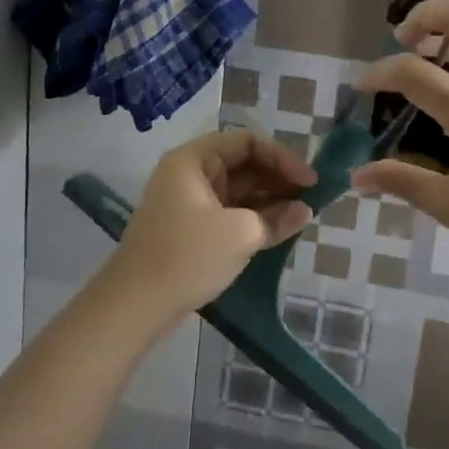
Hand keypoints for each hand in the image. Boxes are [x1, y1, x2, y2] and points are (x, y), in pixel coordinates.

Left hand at [103, 130, 315, 325]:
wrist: (135, 306)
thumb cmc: (187, 256)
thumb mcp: (240, 233)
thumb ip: (277, 218)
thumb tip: (305, 211)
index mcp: (194, 160)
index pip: (247, 142)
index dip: (282, 157)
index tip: (310, 181)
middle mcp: (191, 175)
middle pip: (244, 165)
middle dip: (279, 179)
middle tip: (313, 198)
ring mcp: (191, 204)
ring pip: (240, 192)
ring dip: (271, 201)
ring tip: (303, 216)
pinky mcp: (194, 231)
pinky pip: (232, 214)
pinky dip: (256, 219)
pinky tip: (282, 230)